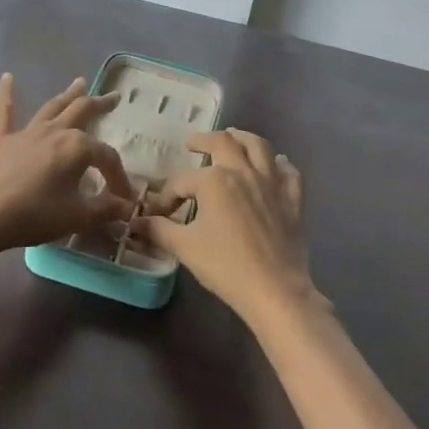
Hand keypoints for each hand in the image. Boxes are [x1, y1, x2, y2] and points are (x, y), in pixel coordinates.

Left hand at [0, 74, 136, 258]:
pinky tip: (6, 77)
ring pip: (52, 107)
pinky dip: (7, 94)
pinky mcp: (2, 141)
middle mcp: (54, 131)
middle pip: (82, 111)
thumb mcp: (78, 216)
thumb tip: (127, 206)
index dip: (119, 177)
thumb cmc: (35, 215)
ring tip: (80, 82)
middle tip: (114, 97)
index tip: (124, 199)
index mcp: (77, 147)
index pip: (107, 158)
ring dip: (68, 95)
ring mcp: (27, 133)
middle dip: (100, 105)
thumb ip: (105, 209)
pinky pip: (5, 113)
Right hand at [132, 129, 320, 327]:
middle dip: (203, 141)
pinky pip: (289, 173)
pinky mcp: (292, 200)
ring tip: (233, 137)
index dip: (167, 196)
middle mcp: (243, 172)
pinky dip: (281, 165)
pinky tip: (276, 165)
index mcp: (214, 180)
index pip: (182, 181)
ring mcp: (271, 183)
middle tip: (192, 144)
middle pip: (223, 143)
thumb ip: (158, 230)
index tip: (159, 213)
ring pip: (259, 146)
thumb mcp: (185, 248)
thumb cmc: (226, 266)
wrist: (275, 291)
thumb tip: (136, 223)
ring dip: (243, 138)